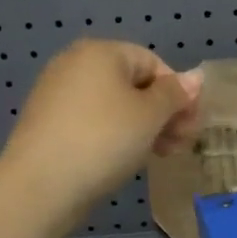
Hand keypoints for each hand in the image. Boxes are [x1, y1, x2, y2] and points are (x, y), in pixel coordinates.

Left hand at [0, 40, 201, 216]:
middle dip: (163, 113)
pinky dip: (115, 135)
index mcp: (101, 52)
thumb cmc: (104, 140)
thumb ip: (175, 94)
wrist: (41, 185)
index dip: (178, 93)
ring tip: (158, 155)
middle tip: (179, 145)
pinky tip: (125, 159)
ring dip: (143, 127)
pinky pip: (94, 121)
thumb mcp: (150, 115)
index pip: (154, 63)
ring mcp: (58, 93)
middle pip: (134, 84)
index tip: (190, 126)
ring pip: (115, 105)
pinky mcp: (49, 123)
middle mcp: (75, 64)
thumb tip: (195, 77)